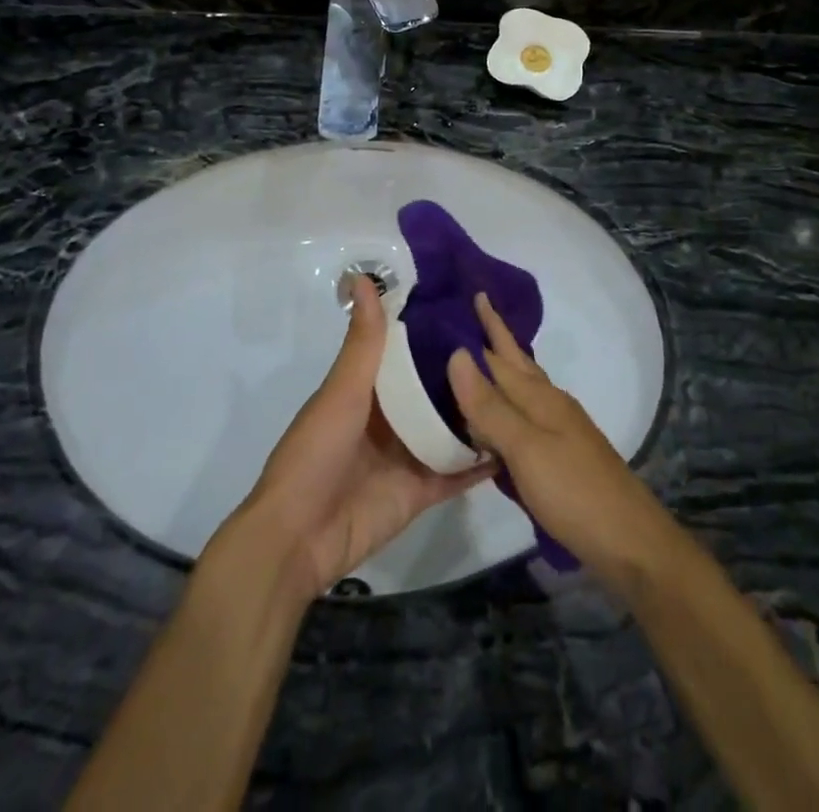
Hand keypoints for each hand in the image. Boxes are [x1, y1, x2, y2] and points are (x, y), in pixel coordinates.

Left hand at [239, 275, 494, 599]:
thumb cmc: (315, 453)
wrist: (298, 539)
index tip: (471, 306)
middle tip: (508, 346)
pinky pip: (457, 472)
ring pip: (450, 427)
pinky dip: (481, 460)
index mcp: (368, 389)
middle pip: (433, 388)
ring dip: (477, 411)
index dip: (434, 329)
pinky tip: (515, 440)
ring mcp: (408, 455)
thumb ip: (363, 342)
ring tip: (520, 386)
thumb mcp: (341, 391)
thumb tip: (364, 278)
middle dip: (463, 371)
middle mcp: (391, 417)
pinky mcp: (422, 490)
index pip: (407, 350)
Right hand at [448, 294, 677, 592]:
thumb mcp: (526, 448)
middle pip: (516, 362)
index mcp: (540, 396)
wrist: (630, 542)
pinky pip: (523, 416)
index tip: (470, 292)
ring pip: (521, 388)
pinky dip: (504, 407)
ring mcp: (558, 429)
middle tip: (467, 311)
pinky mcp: (558, 455)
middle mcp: (549, 404)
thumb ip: (490, 405)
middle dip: (494, 337)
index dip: (487, 324)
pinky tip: (493, 419)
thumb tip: (457, 353)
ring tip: (471, 359)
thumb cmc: (574, 491)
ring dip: (498, 370)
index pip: (502, 352)